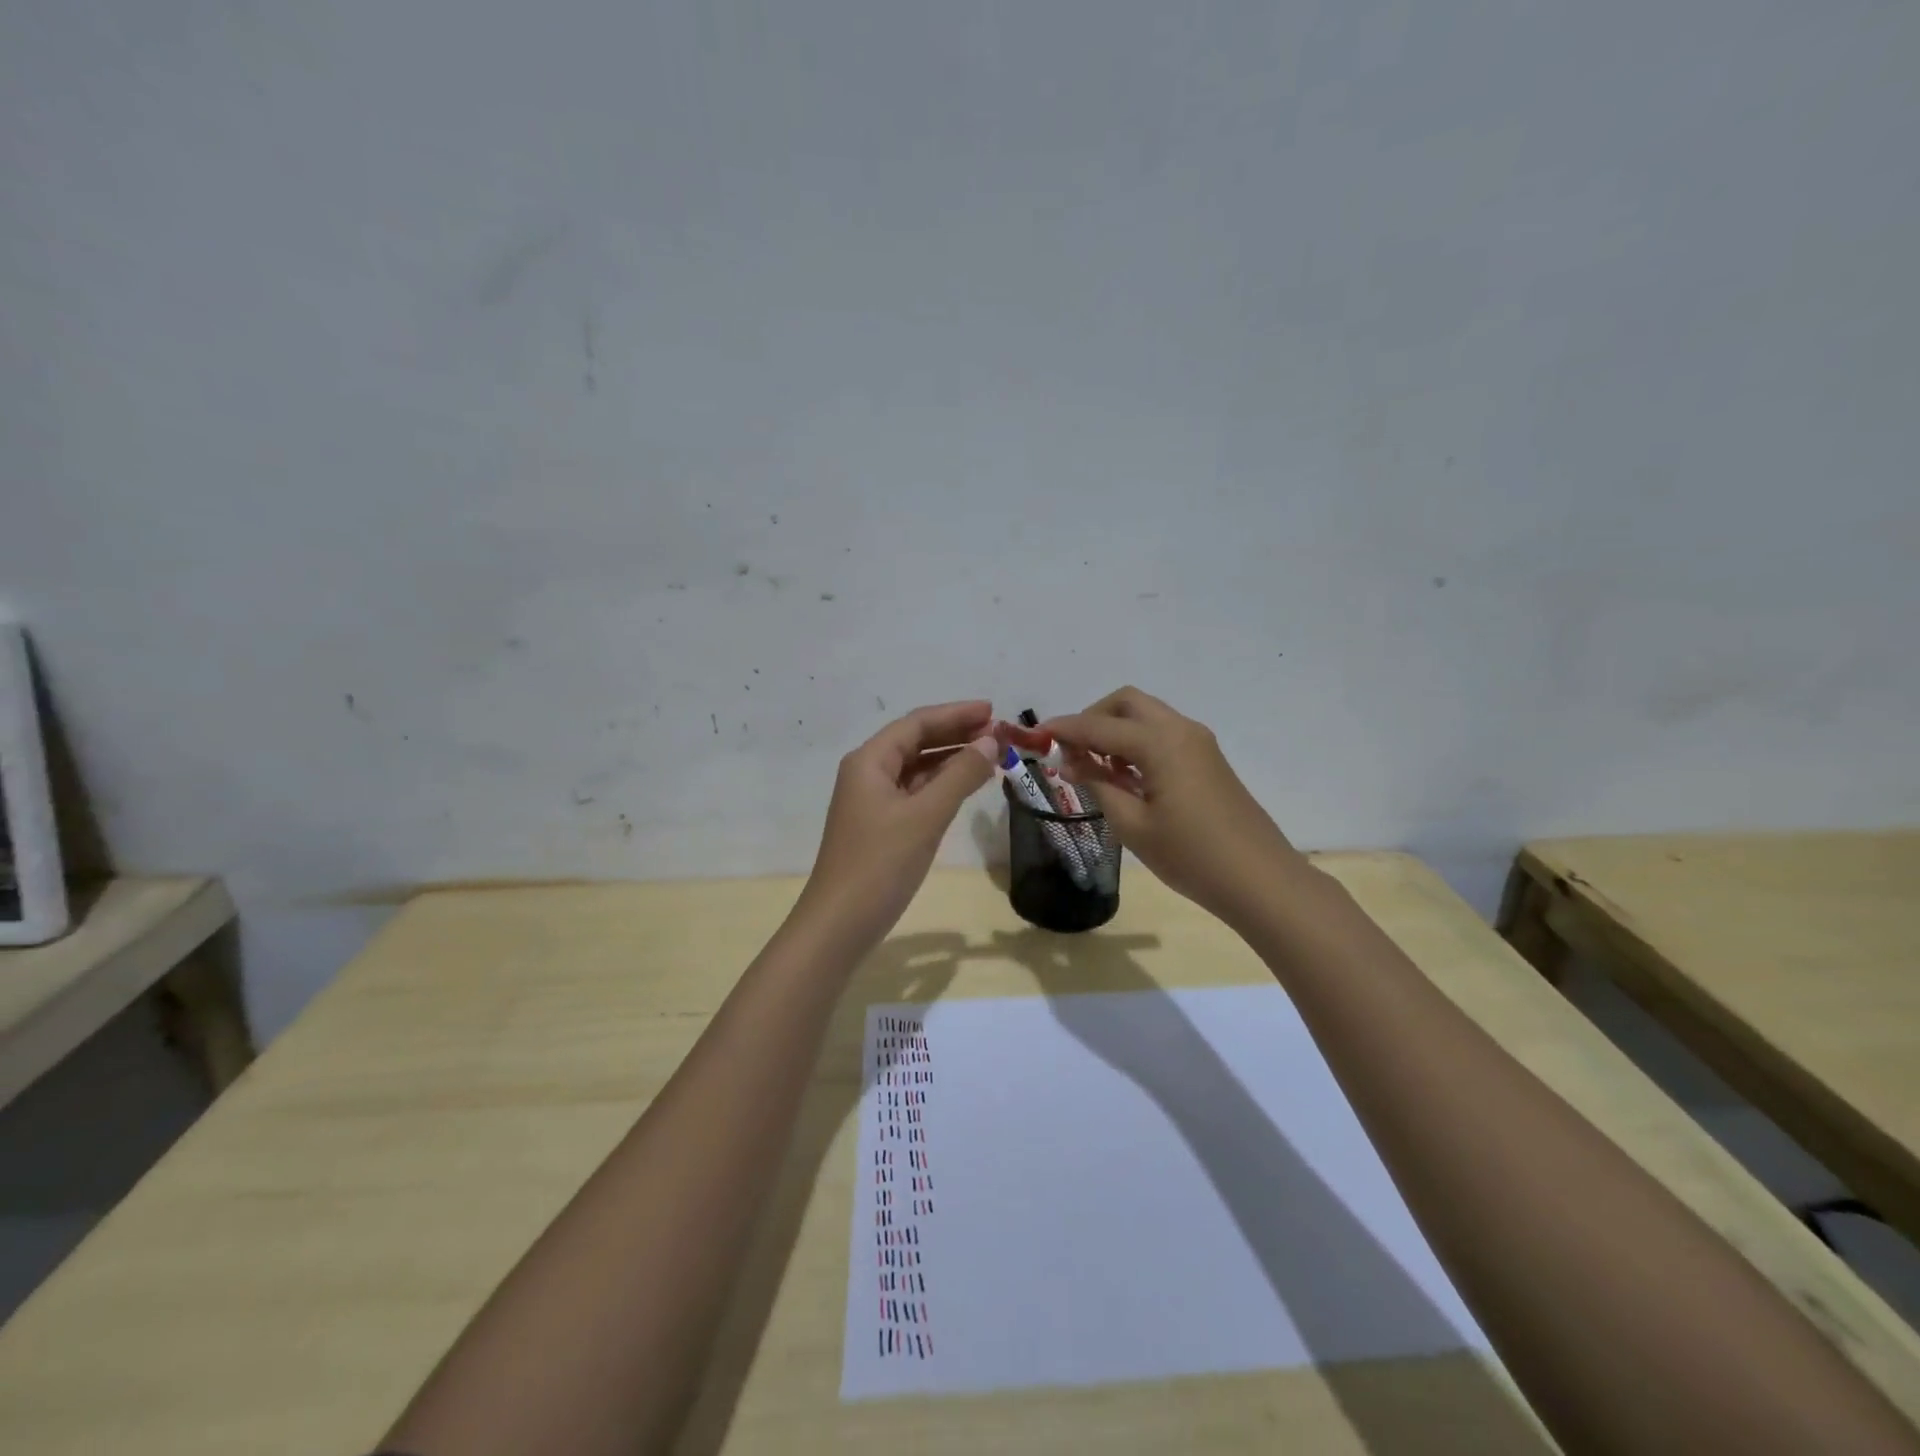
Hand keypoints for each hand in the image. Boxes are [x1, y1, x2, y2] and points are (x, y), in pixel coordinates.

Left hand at [798, 700, 1001, 946]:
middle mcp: (868, 773)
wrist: (840, 924)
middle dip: (956, 734)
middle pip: (916, 741)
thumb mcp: (925, 815)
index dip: (956, 714)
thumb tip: (990, 740)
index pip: (917, 723)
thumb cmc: (880, 864)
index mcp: (869, 761)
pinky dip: (942, 785)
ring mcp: (873, 801)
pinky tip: (967, 786)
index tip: (994, 711)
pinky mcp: (881, 825)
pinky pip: (916, 792)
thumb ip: (960, 775)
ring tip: (992, 755)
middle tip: (999, 734)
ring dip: (952, 759)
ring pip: (917, 768)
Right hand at [1043, 687, 1308, 924]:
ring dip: (1115, 730)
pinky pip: (1162, 734)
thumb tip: (1073, 762)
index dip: (1065, 729)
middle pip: (1126, 703)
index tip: (1036, 734)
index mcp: (1160, 743)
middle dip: (1093, 718)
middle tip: (1071, 752)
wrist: (1259, 879)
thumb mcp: (1133, 825)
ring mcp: (1198, 742)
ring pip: (1146, 716)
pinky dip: (1136, 743)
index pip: (1100, 726)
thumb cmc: (1190, 856)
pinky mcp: (1207, 759)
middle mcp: (1180, 730)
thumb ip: (1099, 785)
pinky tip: (1124, 776)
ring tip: (1094, 769)